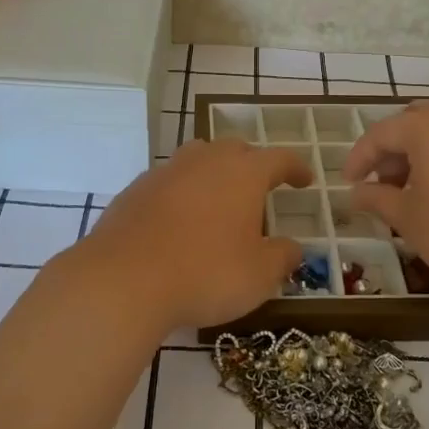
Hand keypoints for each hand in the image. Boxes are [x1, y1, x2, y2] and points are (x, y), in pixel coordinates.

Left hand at [72, 139, 311, 334]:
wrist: (124, 279)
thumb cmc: (206, 273)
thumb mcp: (259, 275)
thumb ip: (282, 257)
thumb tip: (293, 248)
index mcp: (243, 173)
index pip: (279, 159)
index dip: (295, 168)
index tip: (305, 180)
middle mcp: (205, 161)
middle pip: (235, 150)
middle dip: (252, 164)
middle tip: (260, 189)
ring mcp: (166, 172)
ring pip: (197, 159)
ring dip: (213, 173)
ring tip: (218, 200)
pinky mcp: (134, 191)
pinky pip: (168, 183)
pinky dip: (181, 194)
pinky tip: (178, 222)